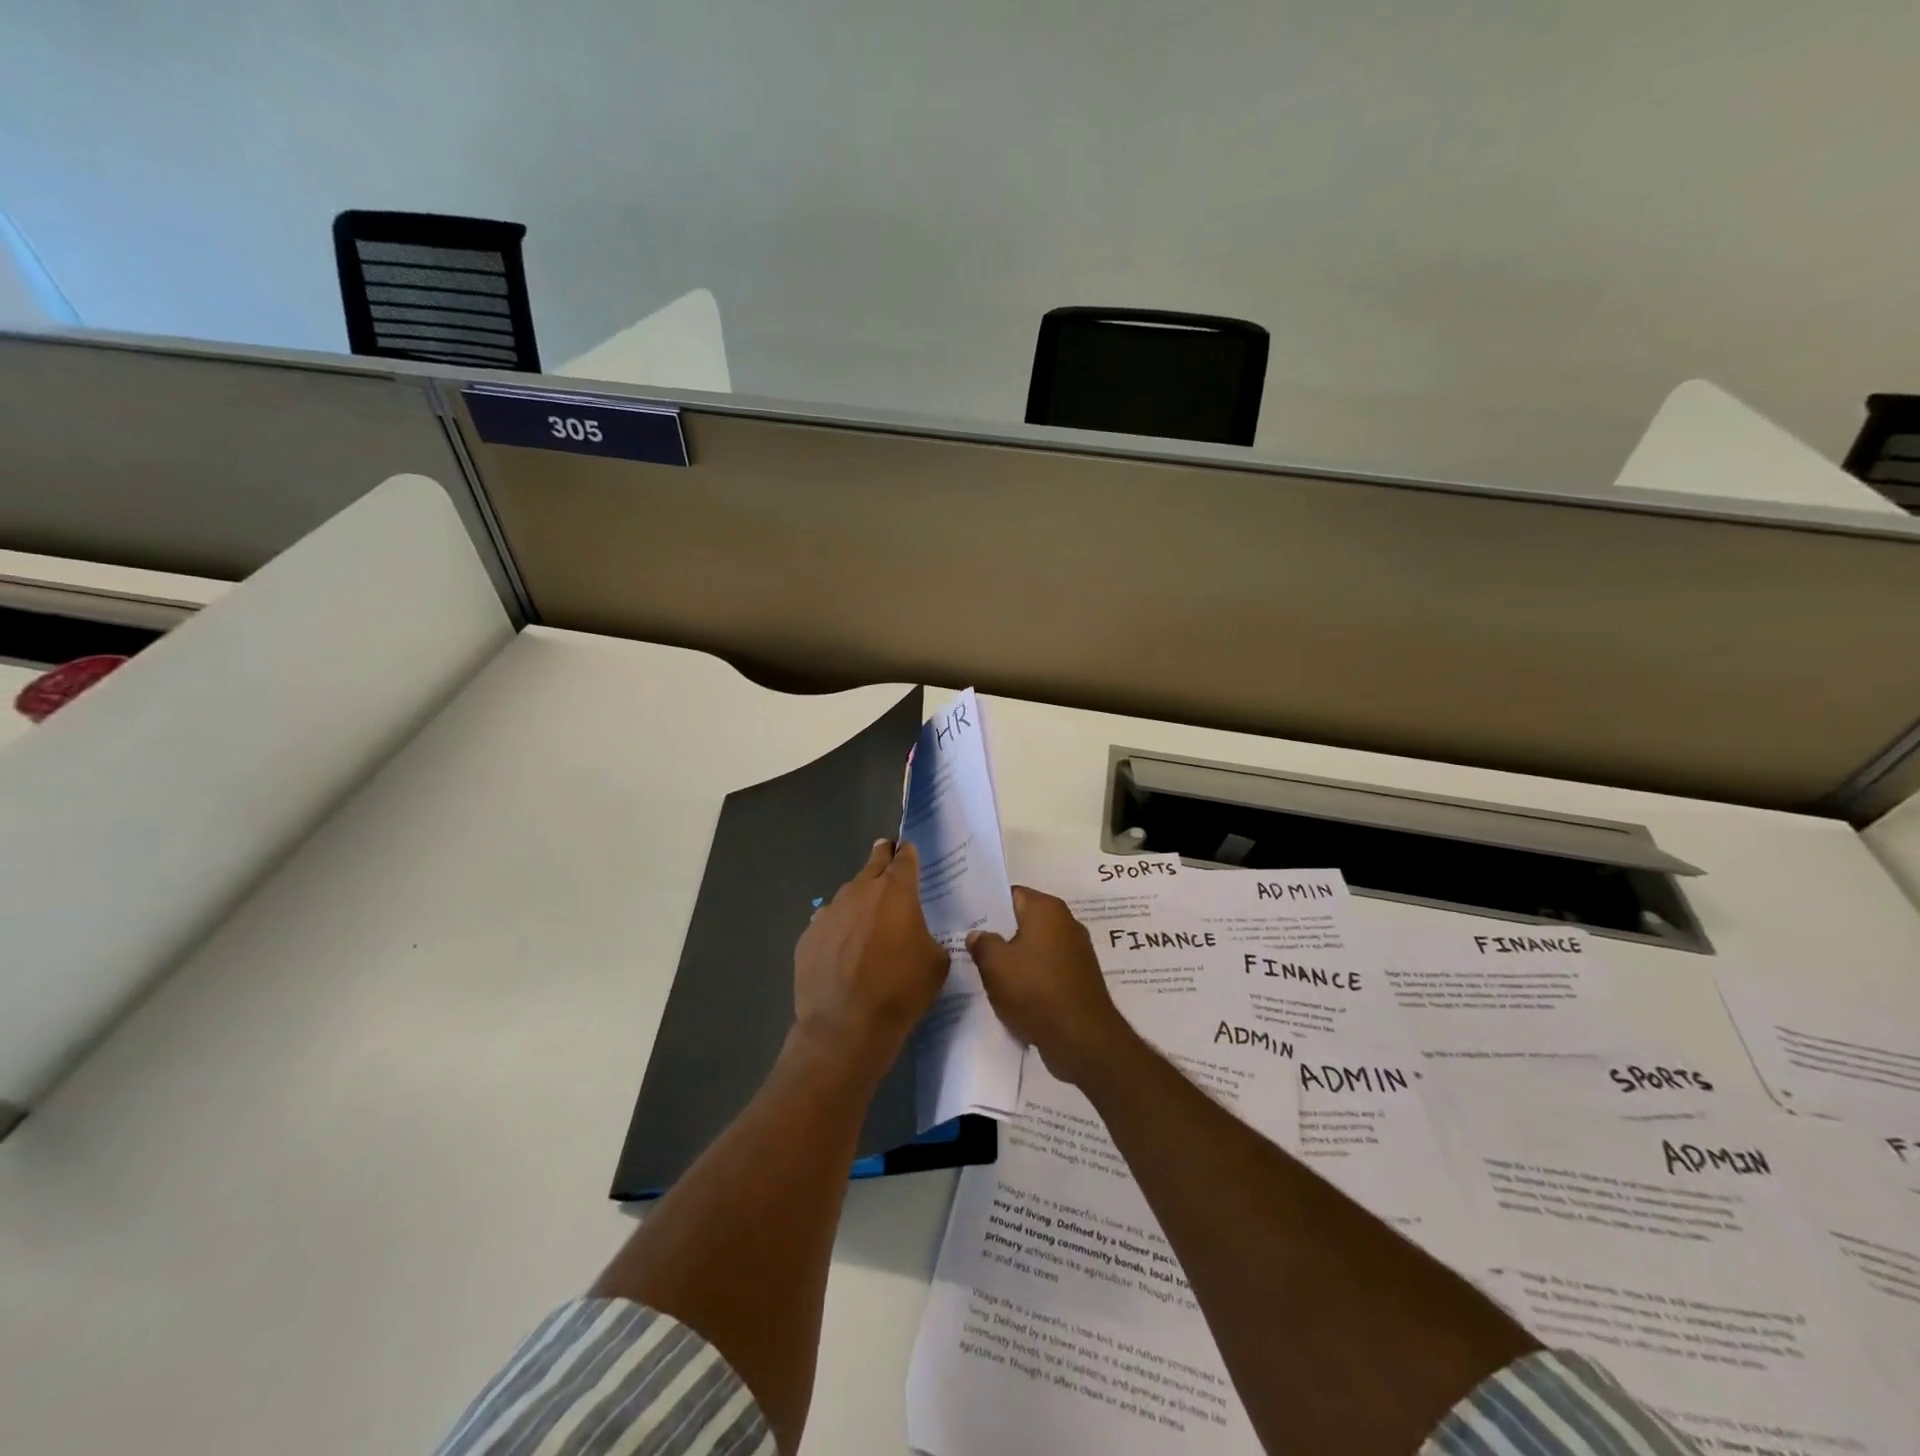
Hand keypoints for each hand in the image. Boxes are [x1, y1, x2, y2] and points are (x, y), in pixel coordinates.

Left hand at [793, 839, 948, 1074]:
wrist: (845, 1026)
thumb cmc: (900, 990)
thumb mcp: (936, 962)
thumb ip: (927, 935)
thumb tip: (916, 935)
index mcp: (896, 892)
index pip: (904, 859)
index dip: (908, 853)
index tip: (908, 850)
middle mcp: (860, 891)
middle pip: (873, 864)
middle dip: (882, 857)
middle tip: (886, 851)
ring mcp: (829, 913)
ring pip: (848, 894)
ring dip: (860, 898)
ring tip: (867, 915)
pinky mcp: (808, 936)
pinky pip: (828, 922)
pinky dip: (838, 927)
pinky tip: (843, 947)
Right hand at [967, 887, 1133, 1086]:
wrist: (1082, 1038)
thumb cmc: (1035, 990)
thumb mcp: (995, 965)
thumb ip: (982, 943)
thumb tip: (978, 934)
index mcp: (1047, 908)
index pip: (1011, 894)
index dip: (988, 905)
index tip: (968, 920)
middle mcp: (1066, 922)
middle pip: (1024, 920)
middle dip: (1001, 933)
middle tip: (973, 948)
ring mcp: (1077, 951)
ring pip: (1036, 947)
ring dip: (1016, 959)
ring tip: (989, 973)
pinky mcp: (1080, 977)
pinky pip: (1048, 968)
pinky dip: (1032, 977)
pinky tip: (1014, 994)